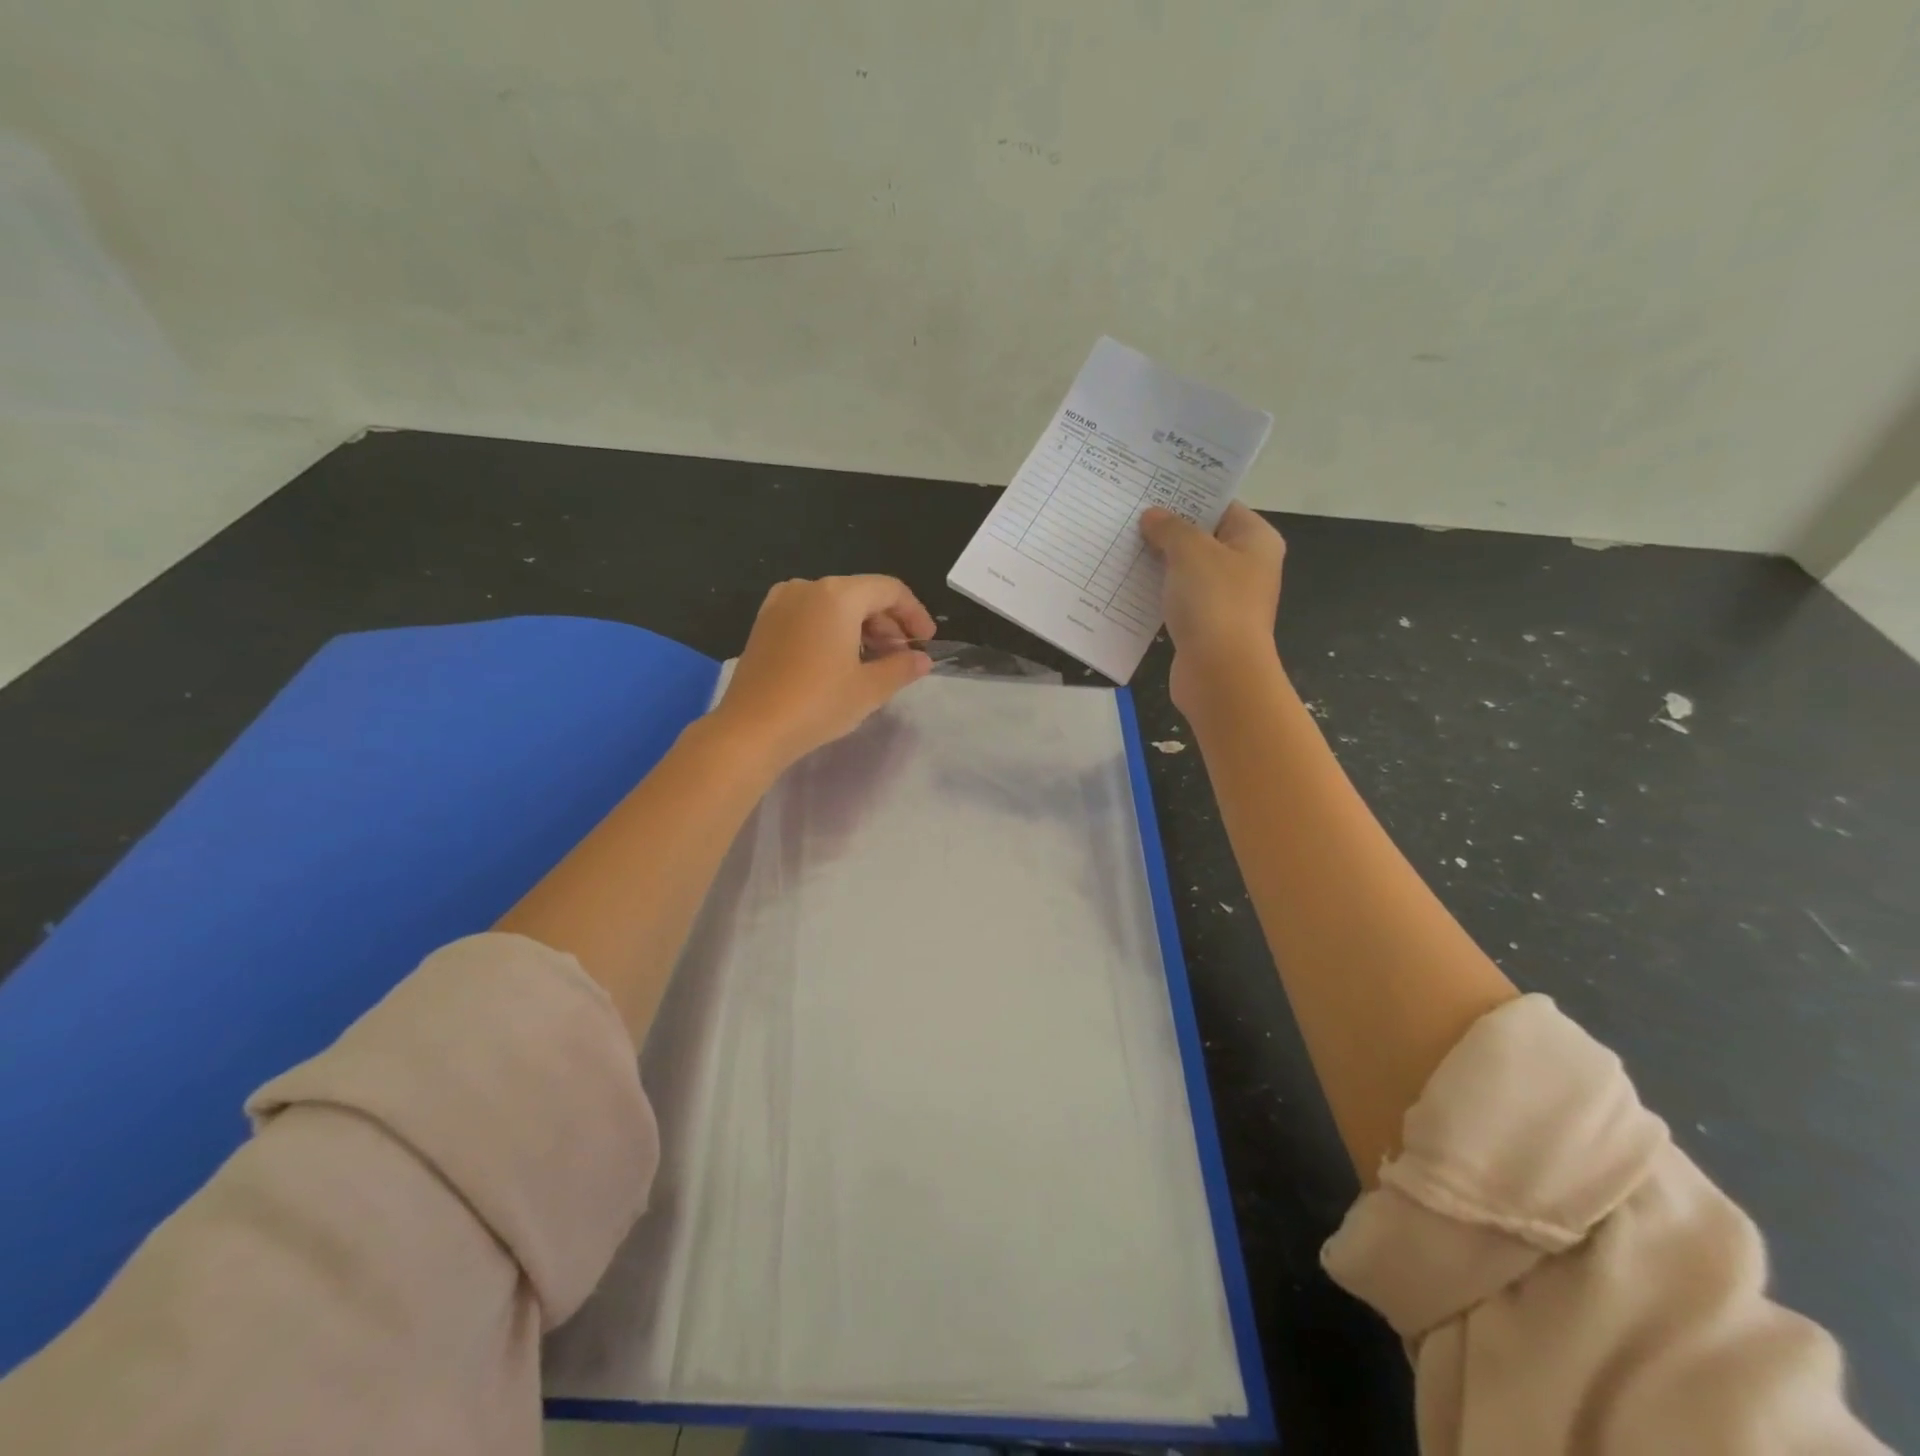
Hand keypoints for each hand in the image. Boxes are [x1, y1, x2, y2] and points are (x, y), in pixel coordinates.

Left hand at [709, 575, 935, 772]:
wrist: (751, 729)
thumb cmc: (817, 703)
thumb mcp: (869, 689)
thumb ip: (901, 667)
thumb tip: (922, 660)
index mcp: (837, 595)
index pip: (890, 590)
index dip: (914, 613)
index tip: (926, 641)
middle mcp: (807, 588)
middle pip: (861, 594)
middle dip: (887, 623)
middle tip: (901, 657)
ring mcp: (780, 603)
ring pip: (835, 605)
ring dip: (861, 628)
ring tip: (874, 662)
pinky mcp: (765, 623)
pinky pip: (810, 615)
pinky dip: (833, 630)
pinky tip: (839, 661)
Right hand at [1140, 503, 1285, 714]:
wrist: (1219, 673)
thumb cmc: (1214, 602)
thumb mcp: (1190, 552)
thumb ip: (1170, 529)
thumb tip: (1152, 516)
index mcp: (1256, 540)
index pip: (1221, 506)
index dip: (1187, 497)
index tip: (1151, 490)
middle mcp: (1246, 566)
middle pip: (1202, 538)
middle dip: (1167, 530)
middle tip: (1128, 516)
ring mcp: (1226, 598)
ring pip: (1187, 571)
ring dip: (1158, 563)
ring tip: (1121, 546)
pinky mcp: (1205, 625)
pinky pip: (1178, 600)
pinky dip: (1157, 593)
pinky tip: (1127, 585)